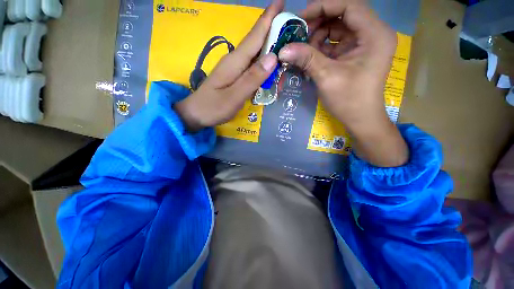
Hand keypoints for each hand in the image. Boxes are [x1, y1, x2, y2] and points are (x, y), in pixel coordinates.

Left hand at [175, 0, 283, 131]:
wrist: (196, 114)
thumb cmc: (213, 108)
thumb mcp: (234, 96)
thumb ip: (252, 78)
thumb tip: (273, 58)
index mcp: (235, 62)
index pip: (254, 36)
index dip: (268, 19)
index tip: (281, 2)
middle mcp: (234, 60)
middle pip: (256, 43)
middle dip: (273, 34)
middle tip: (291, 32)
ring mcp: (233, 69)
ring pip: (255, 55)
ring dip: (270, 52)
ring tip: (284, 52)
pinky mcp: (233, 76)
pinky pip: (251, 67)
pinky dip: (262, 66)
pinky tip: (269, 70)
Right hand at [279, 0, 408, 166]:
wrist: (361, 119)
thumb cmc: (349, 100)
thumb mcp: (327, 77)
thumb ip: (306, 59)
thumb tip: (282, 49)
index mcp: (374, 34)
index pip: (349, 5)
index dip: (323, 6)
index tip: (301, 17)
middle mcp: (373, 34)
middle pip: (343, 16)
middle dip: (319, 23)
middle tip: (299, 35)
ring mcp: (364, 44)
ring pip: (338, 29)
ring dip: (319, 37)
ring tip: (303, 49)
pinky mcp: (356, 54)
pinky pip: (337, 43)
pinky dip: (322, 47)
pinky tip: (311, 56)